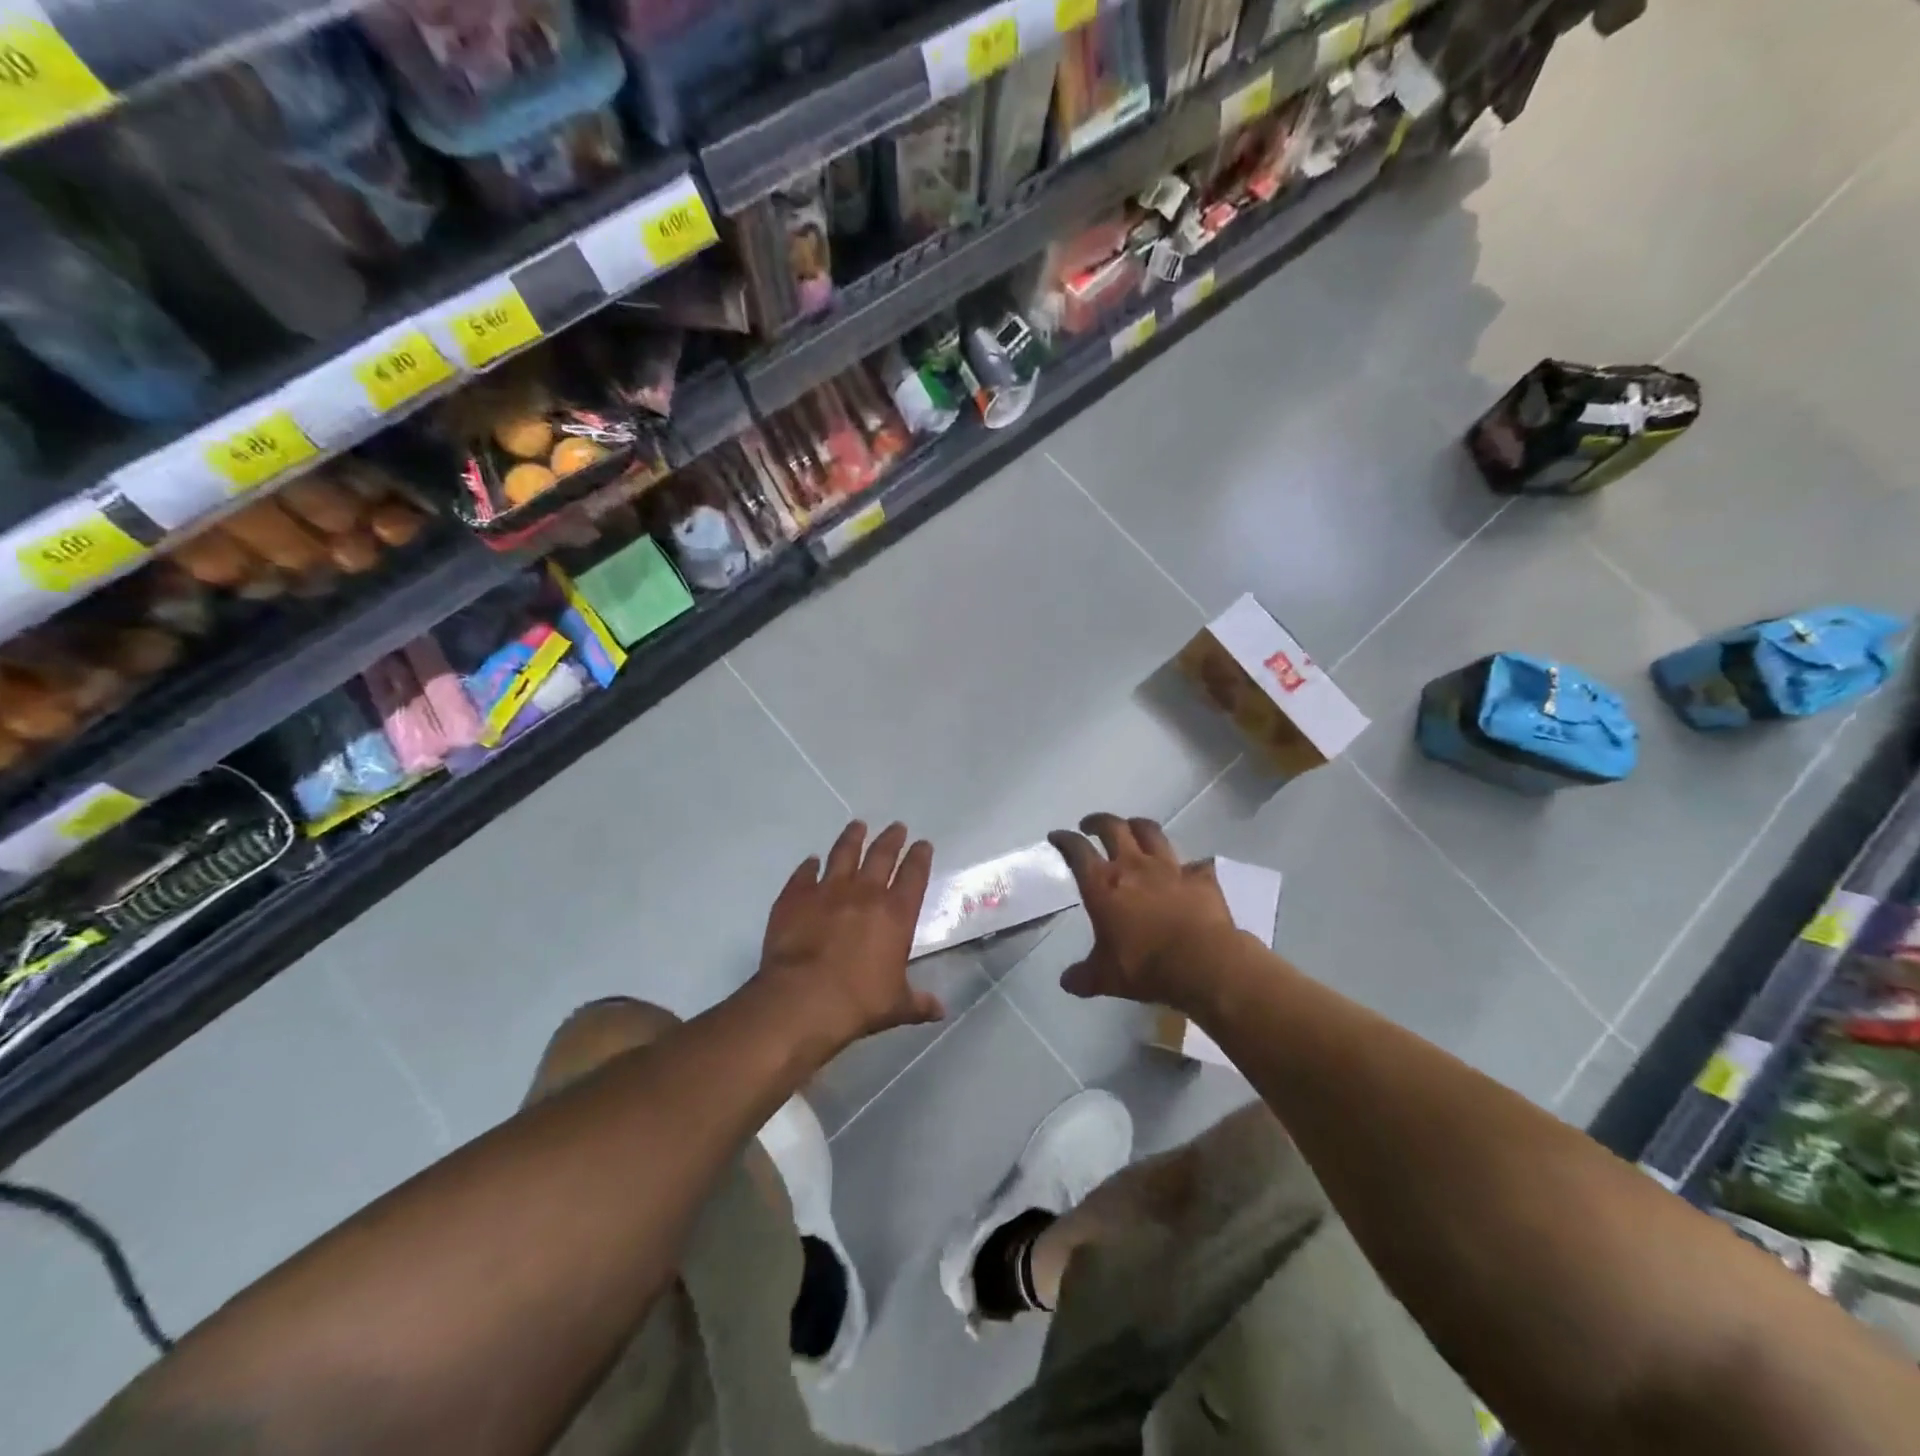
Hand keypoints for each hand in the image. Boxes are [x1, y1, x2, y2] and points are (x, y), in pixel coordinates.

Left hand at [754, 821, 941, 1057]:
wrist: (803, 1000)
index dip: (920, 857)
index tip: (923, 844)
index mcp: (896, 913)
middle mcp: (865, 893)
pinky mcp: (795, 897)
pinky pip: (804, 874)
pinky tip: (811, 861)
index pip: (914, 875)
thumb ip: (919, 1003)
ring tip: (857, 825)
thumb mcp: (897, 1006)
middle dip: (892, 839)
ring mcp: (827, 890)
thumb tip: (940, 1010)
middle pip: (882, 855)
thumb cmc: (859, 1002)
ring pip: (843, 853)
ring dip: (852, 838)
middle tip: (897, 827)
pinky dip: (809, 866)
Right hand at [1047, 814, 1238, 1011]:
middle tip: (1091, 825)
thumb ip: (1084, 976)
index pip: (1077, 850)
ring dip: (1138, 827)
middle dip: (1098, 821)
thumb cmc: (1145, 967)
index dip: (1065, 840)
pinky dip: (1189, 866)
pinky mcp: (1200, 877)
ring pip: (1151, 832)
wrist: (1204, 963)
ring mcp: (1170, 868)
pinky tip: (1188, 872)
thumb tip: (1067, 982)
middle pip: (1113, 828)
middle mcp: (1133, 866)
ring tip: (1132, 829)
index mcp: (1103, 884)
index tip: (1058, 836)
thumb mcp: (1106, 978)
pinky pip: (1194, 864)